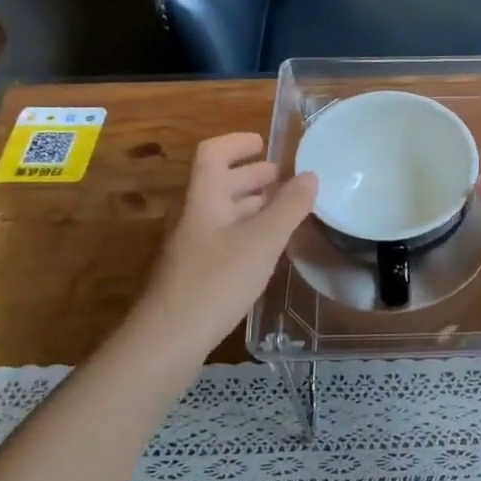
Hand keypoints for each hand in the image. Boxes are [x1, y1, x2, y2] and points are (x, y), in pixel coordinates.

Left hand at [137, 132, 316, 345]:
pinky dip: (248, 231)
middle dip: (253, 175)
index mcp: (204, 198)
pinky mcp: (196, 272)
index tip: (265, 142)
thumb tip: (311, 176)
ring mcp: (192, 245)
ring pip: (224, 212)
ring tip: (285, 210)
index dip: (237, 143)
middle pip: (220, 182)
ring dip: (253, 204)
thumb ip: (289, 207)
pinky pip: (225, 237)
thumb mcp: (262, 241)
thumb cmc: (216, 280)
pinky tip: (267, 248)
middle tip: (286, 179)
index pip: (213, 154)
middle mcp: (194, 216)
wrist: (169, 338)